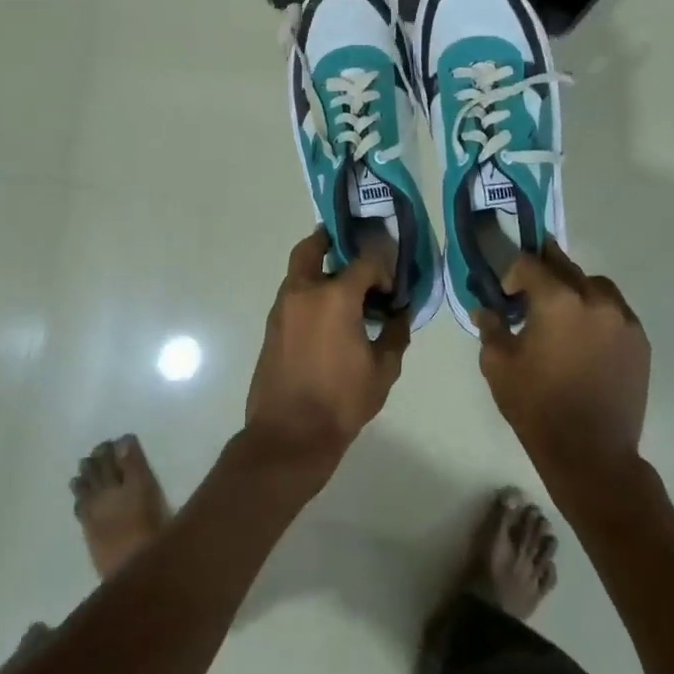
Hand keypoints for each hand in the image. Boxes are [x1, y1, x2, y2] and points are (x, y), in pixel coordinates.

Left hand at [245, 228, 410, 468]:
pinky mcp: (272, 325)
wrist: (289, 434)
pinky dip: (309, 290)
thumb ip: (395, 334)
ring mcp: (283, 307)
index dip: (384, 265)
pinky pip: (293, 293)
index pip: (366, 260)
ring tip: (344, 285)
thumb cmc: (341, 400)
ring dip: (320, 267)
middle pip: (314, 246)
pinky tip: (328, 313)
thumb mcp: (383, 370)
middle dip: (332, 240)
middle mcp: (304, 291)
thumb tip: (400, 314)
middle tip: (352, 246)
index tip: (392, 284)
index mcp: (335, 296)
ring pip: (300, 269)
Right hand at [474, 240, 649, 488]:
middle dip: (544, 272)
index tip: (505, 293)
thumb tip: (485, 309)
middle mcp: (594, 298)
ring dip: (574, 289)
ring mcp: (623, 319)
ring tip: (562, 315)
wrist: (591, 453)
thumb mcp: (498, 365)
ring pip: (594, 285)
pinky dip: (597, 312)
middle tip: (529, 291)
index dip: (512, 272)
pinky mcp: (640, 341)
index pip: (529, 263)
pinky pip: (615, 310)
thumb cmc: (537, 406)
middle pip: (565, 266)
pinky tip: (585, 337)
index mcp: (557, 299)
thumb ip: (490, 328)